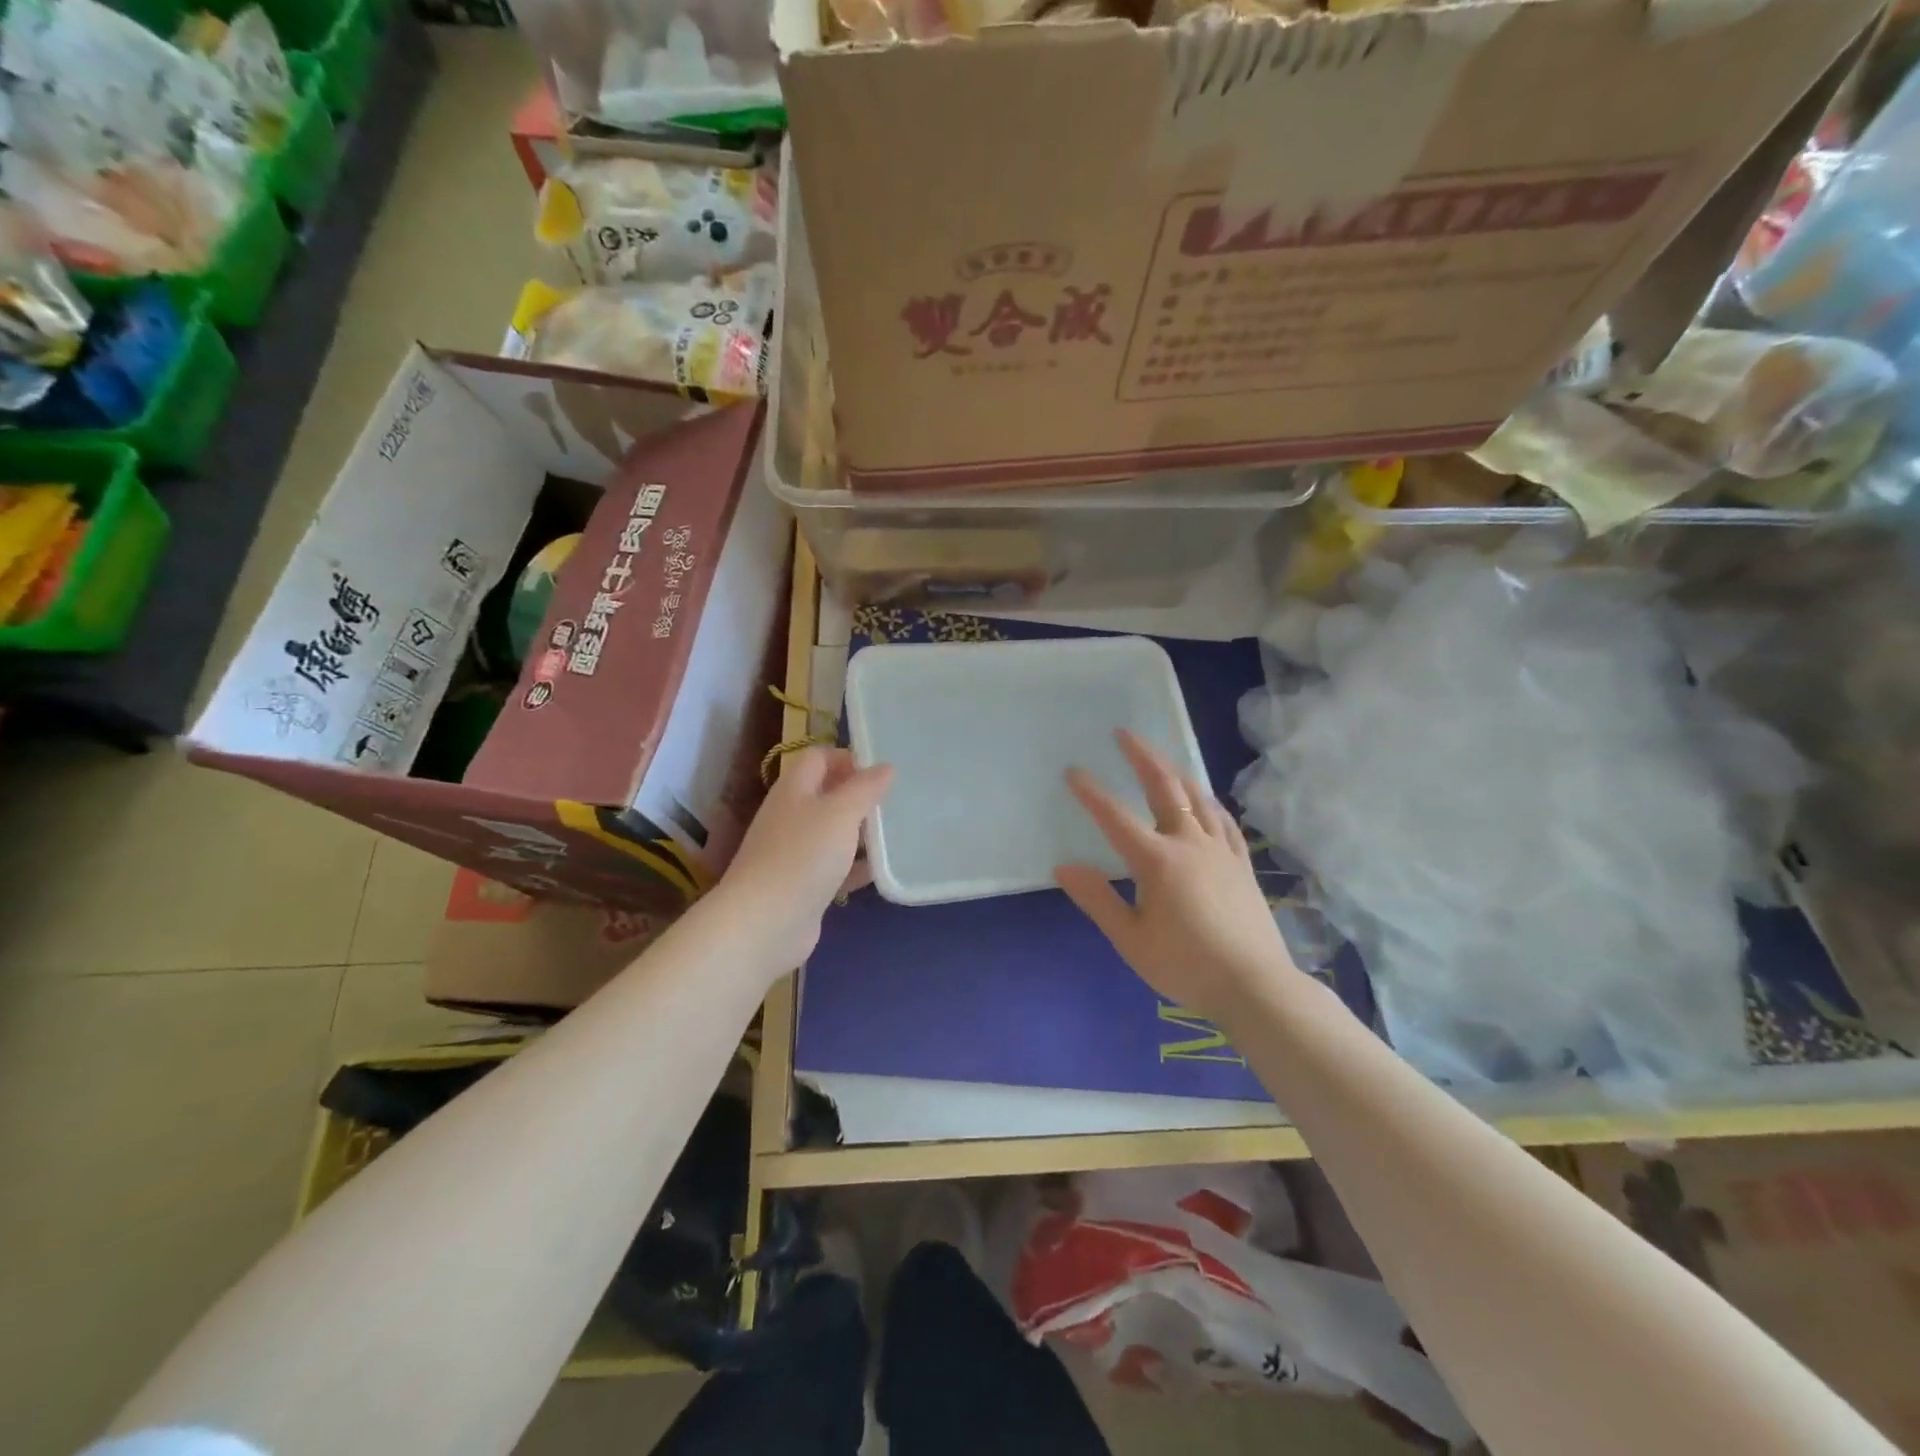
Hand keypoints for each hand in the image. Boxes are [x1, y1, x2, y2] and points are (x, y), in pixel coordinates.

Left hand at [715, 746, 892, 974]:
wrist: (764, 923)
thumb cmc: (803, 856)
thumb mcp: (841, 813)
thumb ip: (865, 788)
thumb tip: (885, 766)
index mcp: (794, 789)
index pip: (819, 757)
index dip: (848, 758)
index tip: (881, 772)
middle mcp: (791, 816)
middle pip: (827, 795)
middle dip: (860, 796)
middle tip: (896, 802)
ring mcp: (795, 852)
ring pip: (833, 832)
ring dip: (860, 832)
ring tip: (897, 834)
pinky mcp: (803, 885)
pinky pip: (834, 867)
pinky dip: (856, 866)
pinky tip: (882, 871)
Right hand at [1056, 731, 1296, 1022]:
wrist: (1254, 986)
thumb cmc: (1186, 966)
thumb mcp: (1131, 940)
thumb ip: (1097, 899)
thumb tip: (1064, 866)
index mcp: (1157, 861)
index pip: (1116, 817)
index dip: (1092, 793)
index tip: (1073, 771)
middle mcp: (1189, 844)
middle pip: (1164, 788)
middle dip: (1142, 757)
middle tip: (1124, 734)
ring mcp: (1220, 850)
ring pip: (1196, 797)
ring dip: (1175, 771)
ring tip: (1161, 757)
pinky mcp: (1241, 863)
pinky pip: (1223, 820)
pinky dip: (1208, 801)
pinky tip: (1204, 798)